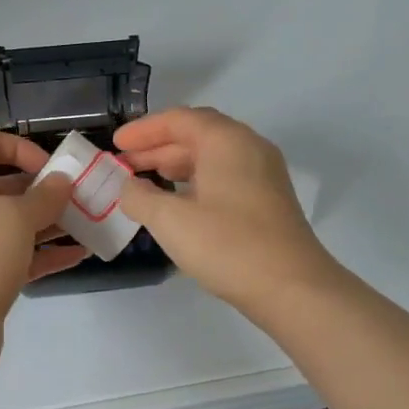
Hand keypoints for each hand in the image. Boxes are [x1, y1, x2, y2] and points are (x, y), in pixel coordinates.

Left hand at [0, 130, 85, 331]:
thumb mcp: (15, 217)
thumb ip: (44, 195)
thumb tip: (61, 181)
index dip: (19, 147)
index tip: (50, 168)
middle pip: (7, 185)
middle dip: (46, 188)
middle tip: (83, 197)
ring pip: (18, 223)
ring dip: (53, 221)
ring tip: (90, 224)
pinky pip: (23, 256)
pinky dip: (49, 252)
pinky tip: (80, 253)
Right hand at [115, 107, 340, 317]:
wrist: (293, 288)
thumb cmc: (228, 245)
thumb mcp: (171, 220)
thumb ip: (140, 197)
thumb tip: (128, 186)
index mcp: (226, 140)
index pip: (178, 119)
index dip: (143, 130)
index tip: (116, 145)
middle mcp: (248, 147)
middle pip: (197, 134)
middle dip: (157, 147)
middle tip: (125, 164)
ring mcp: (263, 173)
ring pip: (212, 156)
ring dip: (176, 164)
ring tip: (145, 182)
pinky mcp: (269, 199)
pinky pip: (225, 175)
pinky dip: (196, 181)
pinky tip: (179, 203)